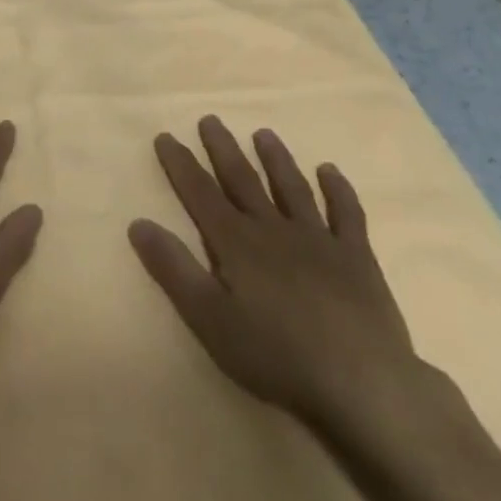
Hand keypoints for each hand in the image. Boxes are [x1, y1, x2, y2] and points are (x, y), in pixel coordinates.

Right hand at [128, 116, 464, 458]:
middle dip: (223, 150)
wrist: (361, 381)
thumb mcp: (209, 318)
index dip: (181, 165)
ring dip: (276, 159)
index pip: (200, 194)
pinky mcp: (356, 258)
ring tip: (263, 133)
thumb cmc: (276, 355)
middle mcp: (274, 229)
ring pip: (292, 188)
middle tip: (210, 119)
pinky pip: (347, 214)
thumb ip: (173, 269)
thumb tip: (138, 223)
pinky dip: (338, 190)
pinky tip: (330, 171)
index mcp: (237, 243)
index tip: (166, 136)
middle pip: (243, 181)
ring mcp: (319, 240)